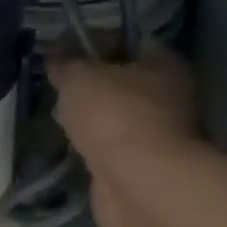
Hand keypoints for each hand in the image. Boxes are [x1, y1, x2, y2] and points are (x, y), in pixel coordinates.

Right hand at [47, 47, 203, 226]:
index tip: (68, 51)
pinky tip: (73, 145)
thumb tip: (55, 54)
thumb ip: (66, 63)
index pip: (133, 43)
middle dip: (95, 85)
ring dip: (94, 119)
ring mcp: (160, 135)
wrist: (139, 183)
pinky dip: (96, 147)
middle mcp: (171, 97)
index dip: (99, 43)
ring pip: (119, 117)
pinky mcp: (144, 167)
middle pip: (126, 83)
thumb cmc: (115, 115)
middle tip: (61, 86)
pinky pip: (114, 147)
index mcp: (165, 65)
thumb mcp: (80, 77)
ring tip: (61, 117)